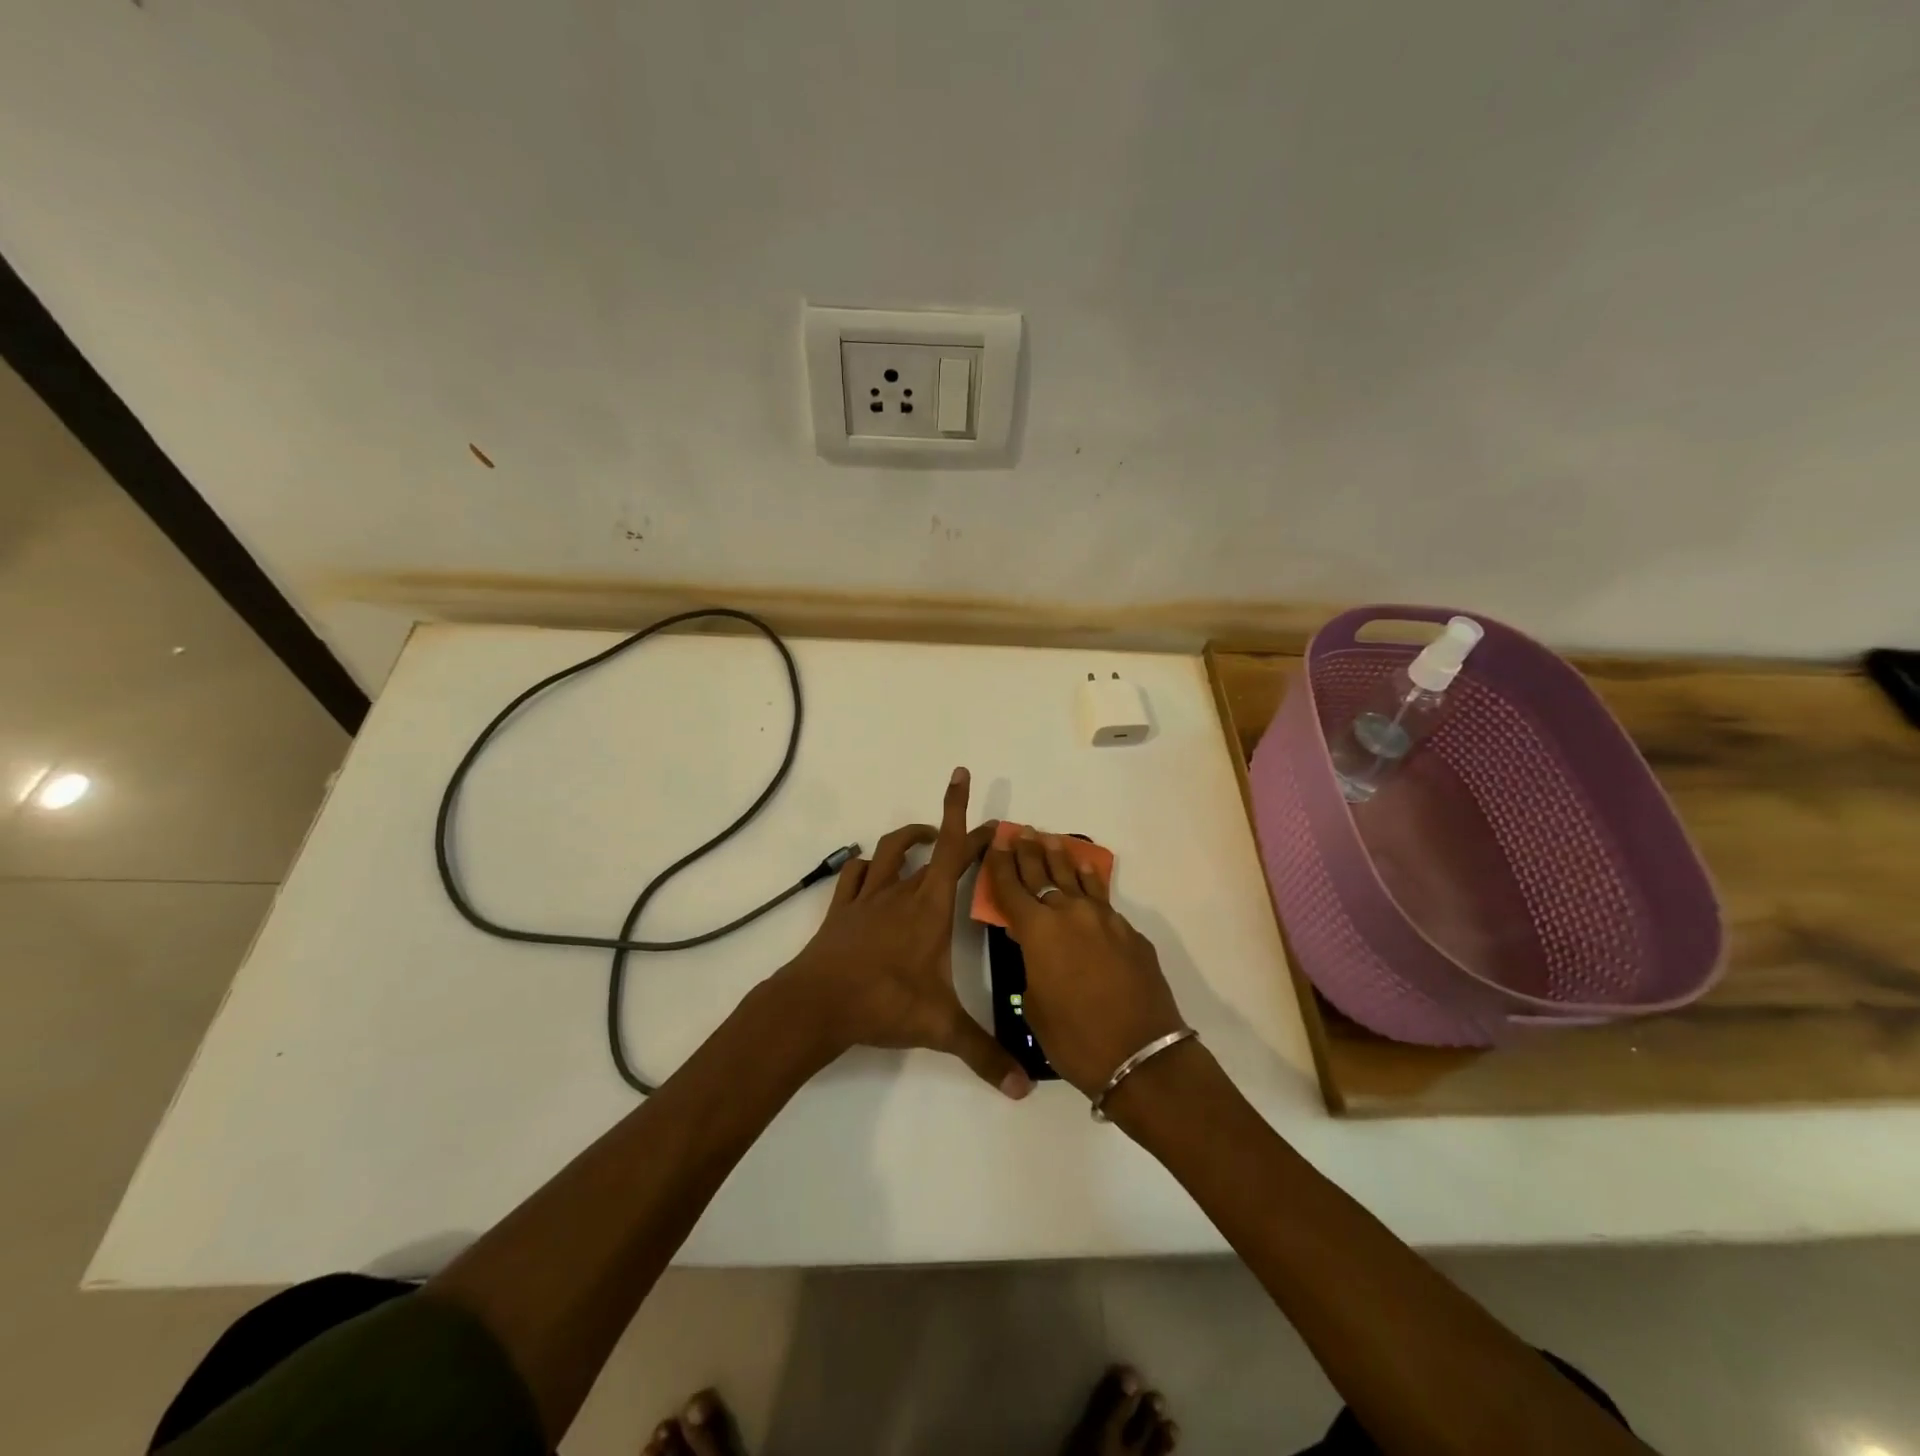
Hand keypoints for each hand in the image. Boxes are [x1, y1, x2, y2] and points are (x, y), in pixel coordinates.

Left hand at [774, 768, 1031, 1099]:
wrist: (816, 1004)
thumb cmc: (883, 1004)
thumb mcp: (940, 1029)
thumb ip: (983, 1054)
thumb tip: (1023, 1089)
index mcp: (929, 908)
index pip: (954, 851)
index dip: (964, 815)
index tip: (966, 780)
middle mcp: (900, 892)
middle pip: (929, 845)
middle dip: (949, 827)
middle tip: (969, 833)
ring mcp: (867, 898)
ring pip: (890, 851)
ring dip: (910, 839)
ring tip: (927, 841)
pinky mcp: (841, 911)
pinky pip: (855, 874)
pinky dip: (868, 865)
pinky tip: (874, 871)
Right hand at [983, 828, 1186, 1096]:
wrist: (1141, 1055)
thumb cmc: (1075, 1039)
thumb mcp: (1034, 1005)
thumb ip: (1032, 966)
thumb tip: (1040, 949)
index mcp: (1038, 931)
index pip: (1011, 888)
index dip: (1000, 864)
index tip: (996, 841)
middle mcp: (1069, 914)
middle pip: (1043, 873)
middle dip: (1028, 852)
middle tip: (1021, 832)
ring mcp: (1104, 919)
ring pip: (1076, 879)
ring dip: (1061, 858)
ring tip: (1051, 840)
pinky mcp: (1129, 932)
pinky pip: (1102, 897)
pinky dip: (1090, 880)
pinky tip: (1087, 870)